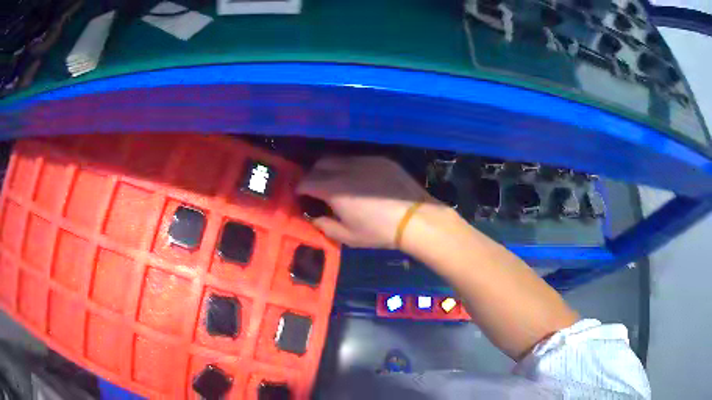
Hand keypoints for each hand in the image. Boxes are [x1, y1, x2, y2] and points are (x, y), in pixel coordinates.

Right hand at [297, 156, 434, 248]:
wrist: (414, 219)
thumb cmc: (379, 231)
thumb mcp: (349, 237)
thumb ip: (325, 227)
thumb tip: (314, 218)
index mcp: (335, 189)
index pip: (307, 181)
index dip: (300, 187)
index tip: (300, 194)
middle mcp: (346, 169)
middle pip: (320, 164)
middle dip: (313, 175)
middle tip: (316, 188)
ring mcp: (364, 161)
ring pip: (338, 158)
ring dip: (330, 168)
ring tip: (336, 181)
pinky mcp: (380, 159)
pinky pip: (357, 158)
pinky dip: (350, 166)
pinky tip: (358, 178)